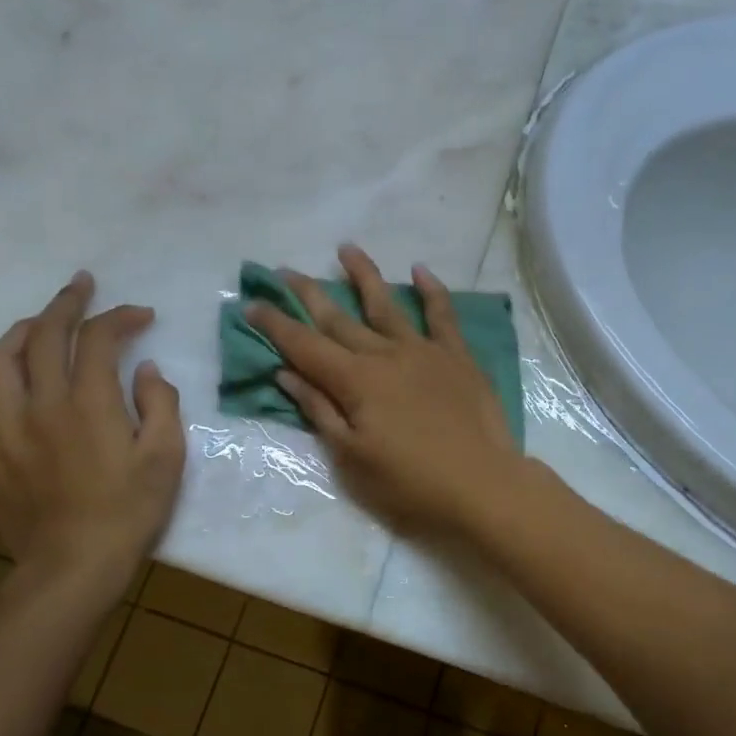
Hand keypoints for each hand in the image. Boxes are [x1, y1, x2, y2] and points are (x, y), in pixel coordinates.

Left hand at [0, 272, 185, 612]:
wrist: (72, 567)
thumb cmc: (128, 512)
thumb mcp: (167, 457)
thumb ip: (160, 403)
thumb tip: (144, 369)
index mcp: (89, 402)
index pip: (98, 338)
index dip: (120, 316)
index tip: (142, 316)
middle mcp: (41, 404)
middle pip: (44, 335)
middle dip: (66, 303)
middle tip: (82, 286)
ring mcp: (7, 428)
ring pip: (0, 361)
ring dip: (23, 332)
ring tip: (41, 323)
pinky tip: (13, 386)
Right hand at [246, 244, 523, 539]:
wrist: (482, 486)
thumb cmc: (410, 484)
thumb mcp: (352, 459)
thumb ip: (320, 411)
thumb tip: (286, 373)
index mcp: (355, 382)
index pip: (304, 346)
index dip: (275, 325)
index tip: (252, 303)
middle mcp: (385, 355)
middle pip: (339, 319)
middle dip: (309, 294)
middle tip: (285, 271)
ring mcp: (424, 351)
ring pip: (387, 305)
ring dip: (364, 275)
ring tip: (346, 248)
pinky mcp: (457, 357)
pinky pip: (442, 315)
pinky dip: (432, 291)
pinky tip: (420, 270)